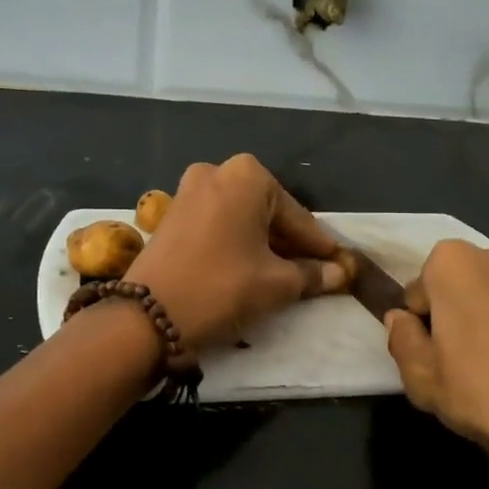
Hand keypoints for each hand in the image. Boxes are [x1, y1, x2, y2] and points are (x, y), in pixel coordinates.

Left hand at [126, 154, 346, 350]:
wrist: (147, 316)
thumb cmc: (222, 288)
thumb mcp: (276, 284)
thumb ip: (313, 274)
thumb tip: (341, 273)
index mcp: (247, 176)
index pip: (297, 216)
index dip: (319, 245)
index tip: (339, 264)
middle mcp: (216, 172)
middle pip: (268, 212)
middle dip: (289, 243)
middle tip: (312, 273)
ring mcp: (188, 191)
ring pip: (241, 219)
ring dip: (263, 244)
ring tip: (282, 276)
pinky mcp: (171, 215)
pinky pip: (217, 225)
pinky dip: (236, 243)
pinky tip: (248, 269)